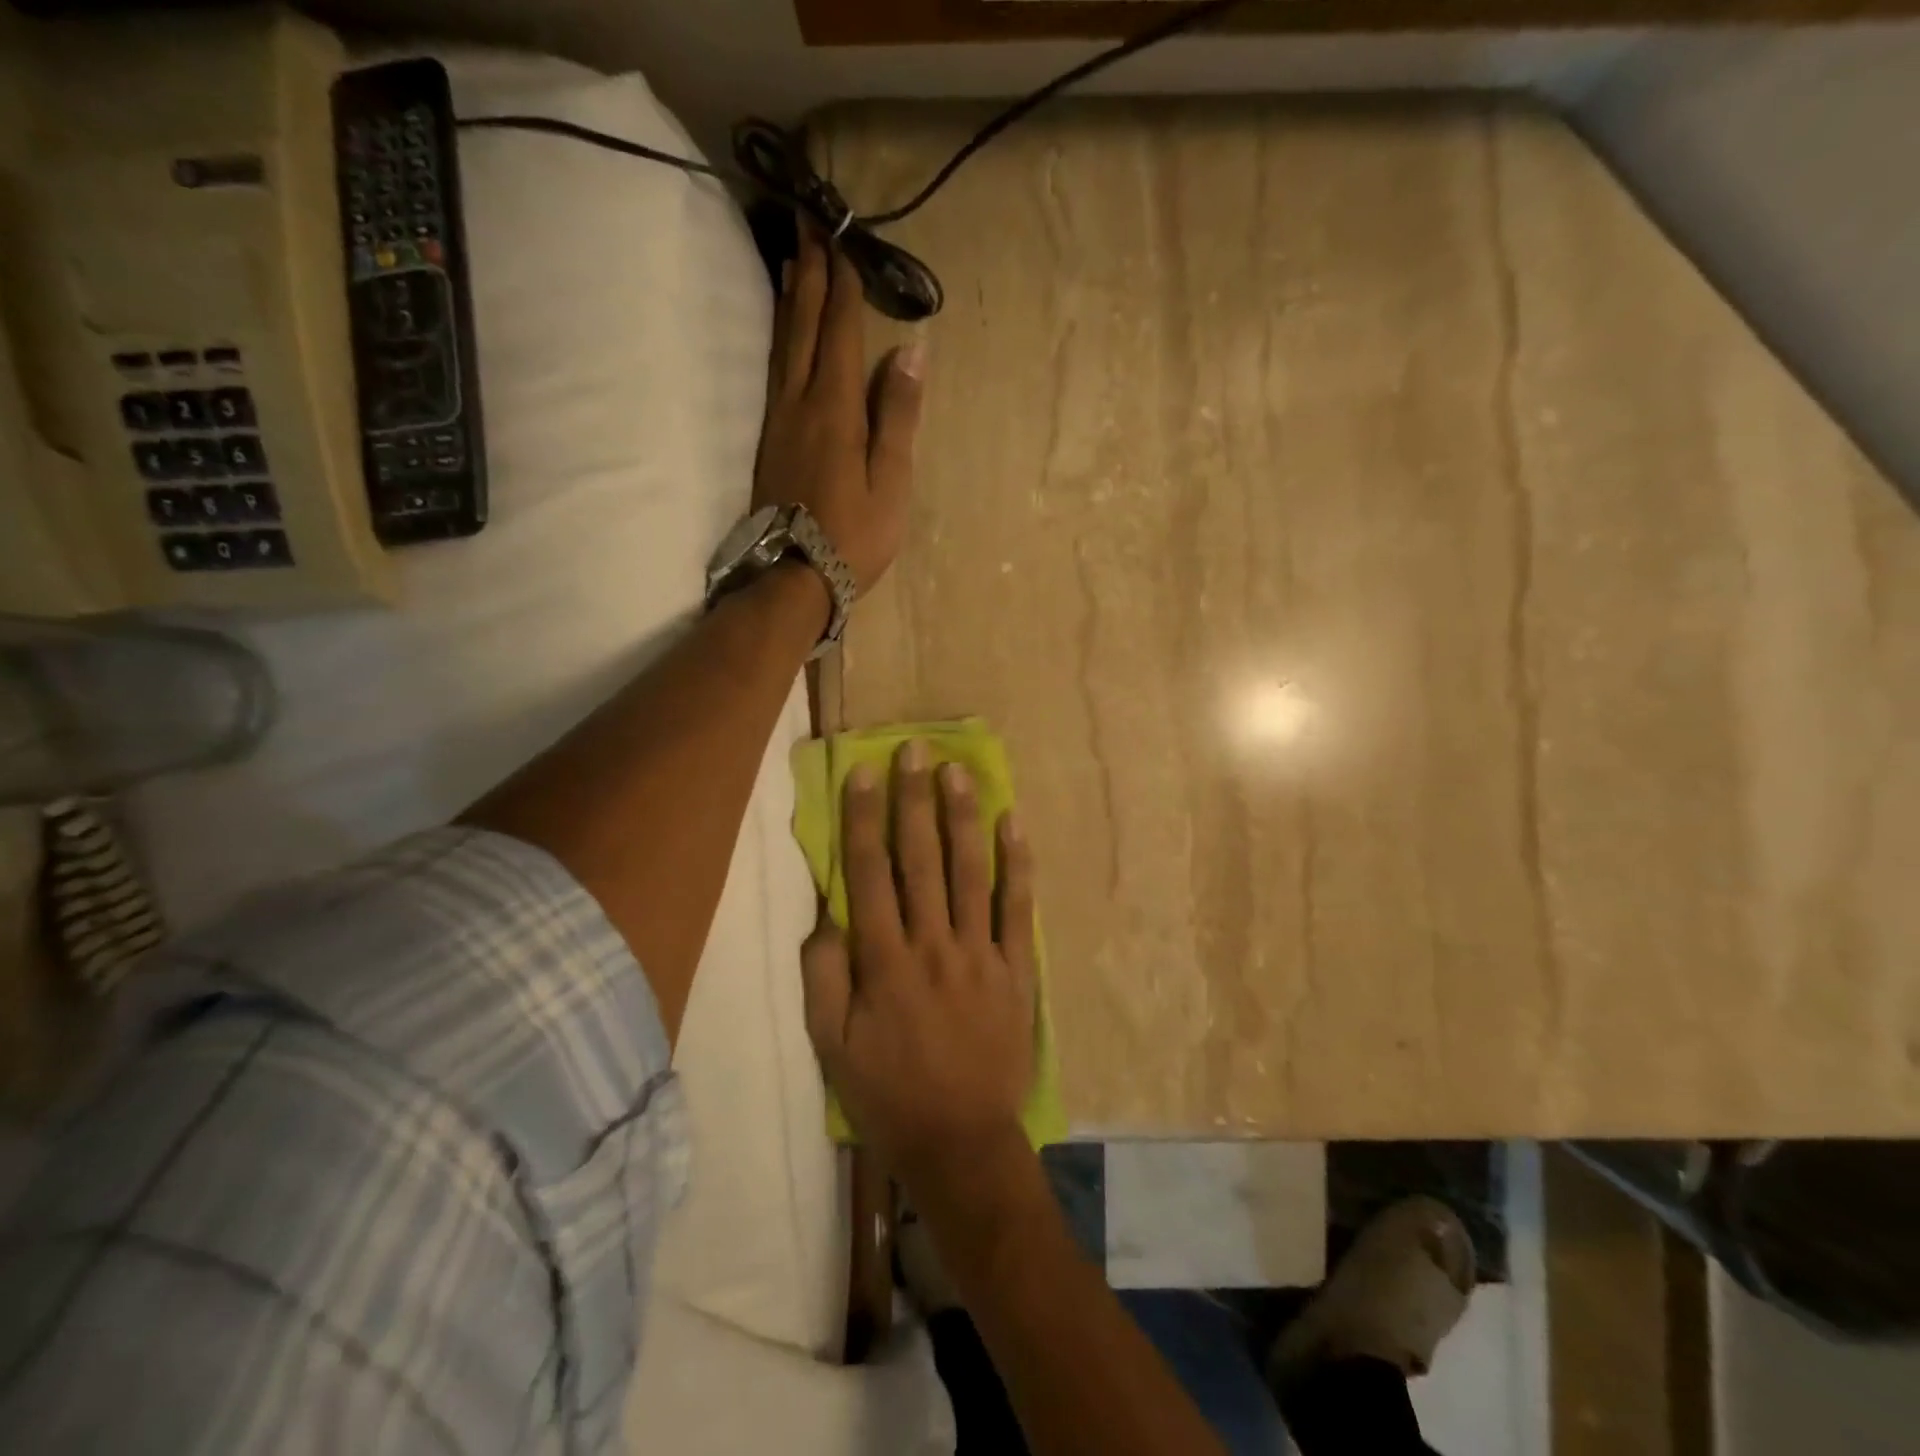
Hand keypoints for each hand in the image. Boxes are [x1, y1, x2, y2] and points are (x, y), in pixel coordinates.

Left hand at [756, 230, 925, 595]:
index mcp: (837, 410)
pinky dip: (780, 338)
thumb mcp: (891, 483)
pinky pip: (774, 371)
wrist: (795, 576)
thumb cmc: (854, 536)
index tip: (842, 238)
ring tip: (794, 260)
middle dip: (810, 273)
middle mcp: (801, 402)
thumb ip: (899, 416)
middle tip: (808, 223)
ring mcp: (780, 420)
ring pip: (783, 345)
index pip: (841, 333)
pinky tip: (782, 331)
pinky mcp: (770, 439)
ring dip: (790, 299)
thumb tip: (911, 352)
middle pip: (804, 327)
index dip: (843, 285)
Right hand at [801, 739, 1037, 1197]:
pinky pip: (1019, 909)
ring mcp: (980, 954)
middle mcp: (932, 945)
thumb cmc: (888, 1093)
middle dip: (916, 800)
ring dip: (963, 818)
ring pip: (971, 872)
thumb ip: (825, 976)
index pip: (870, 874)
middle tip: (916, 750)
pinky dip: (1018, 865)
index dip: (865, 820)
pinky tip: (1014, 824)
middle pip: (921, 860)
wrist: (961, 1141)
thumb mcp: (832, 1046)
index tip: (865, 773)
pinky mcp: (1016, 969)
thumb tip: (828, 914)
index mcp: (884, 962)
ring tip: (959, 771)